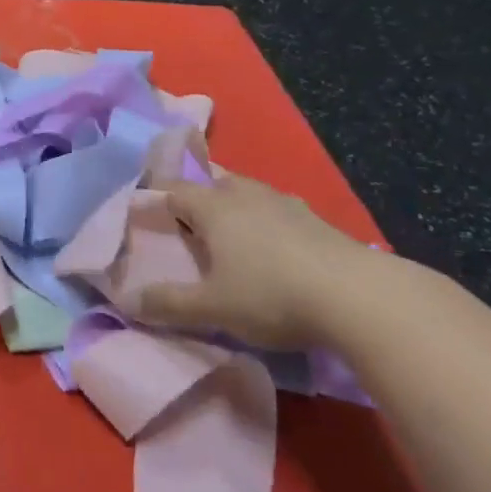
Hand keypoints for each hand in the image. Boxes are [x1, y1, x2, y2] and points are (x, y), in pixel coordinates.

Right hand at [137, 171, 382, 349]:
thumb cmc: (272, 295)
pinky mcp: (319, 222)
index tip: (143, 216)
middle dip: (197, 199)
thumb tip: (127, 303)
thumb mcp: (212, 308)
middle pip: (212, 183)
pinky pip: (278, 212)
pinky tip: (274, 249)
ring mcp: (286, 204)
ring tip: (229, 235)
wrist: (363, 299)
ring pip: (248, 194)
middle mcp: (245, 195)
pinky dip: (267, 223)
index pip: (172, 190)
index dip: (154, 200)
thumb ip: (168, 304)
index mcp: (213, 207)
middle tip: (187, 226)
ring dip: (234, 208)